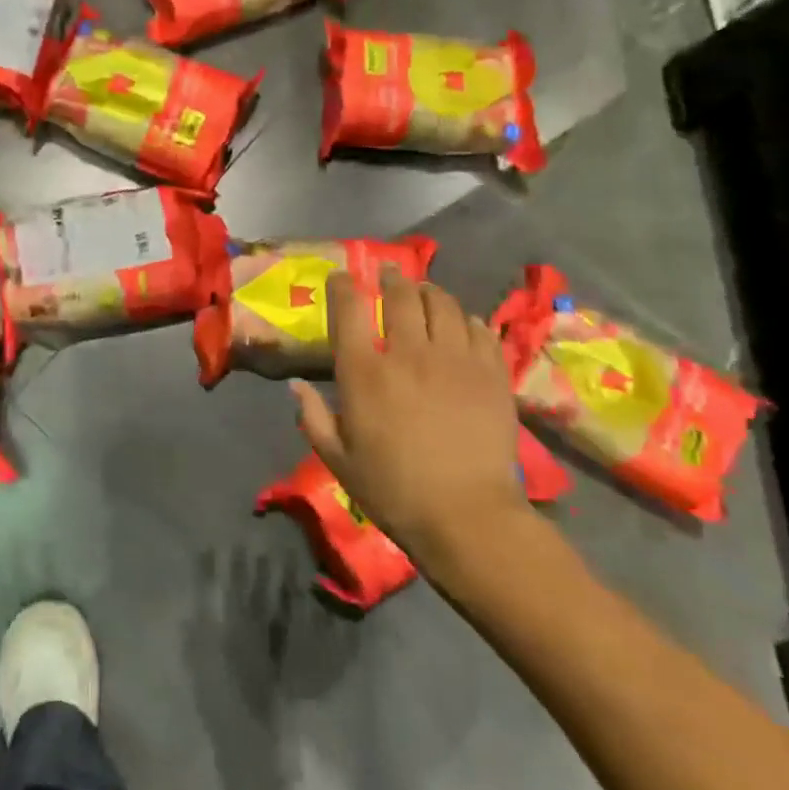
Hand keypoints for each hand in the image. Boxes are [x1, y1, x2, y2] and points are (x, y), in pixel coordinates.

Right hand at [291, 269, 538, 591]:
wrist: (467, 516)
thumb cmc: (393, 490)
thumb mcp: (337, 459)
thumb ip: (313, 417)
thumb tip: (296, 385)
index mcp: (364, 373)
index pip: (350, 309)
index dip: (343, 286)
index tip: (341, 277)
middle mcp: (408, 354)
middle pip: (401, 296)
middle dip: (391, 278)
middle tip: (389, 273)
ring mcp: (455, 360)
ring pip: (442, 304)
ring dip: (429, 292)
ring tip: (424, 292)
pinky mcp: (491, 373)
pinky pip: (480, 329)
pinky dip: (466, 319)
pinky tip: (463, 323)